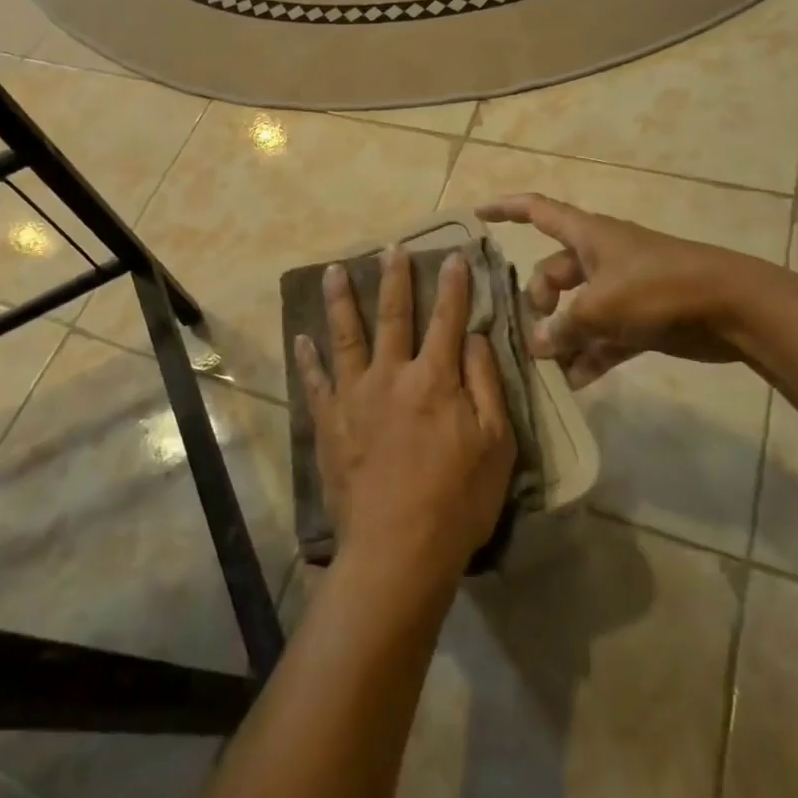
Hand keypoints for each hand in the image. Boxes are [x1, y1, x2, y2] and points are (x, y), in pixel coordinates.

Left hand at [294, 246, 515, 582]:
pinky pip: (315, 382)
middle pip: (392, 316)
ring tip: (334, 270)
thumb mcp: (496, 443)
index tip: (453, 255)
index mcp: (434, 379)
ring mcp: (354, 396)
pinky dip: (307, 358)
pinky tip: (301, 337)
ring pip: (346, 337)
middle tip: (391, 248)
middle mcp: (390, 375)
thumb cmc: (458, 499)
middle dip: (394, 278)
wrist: (397, 549)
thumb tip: (474, 335)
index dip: (453, 286)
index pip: (446, 319)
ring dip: (341, 301)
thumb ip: (485, 383)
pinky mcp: (330, 422)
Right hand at [478, 192, 747, 386]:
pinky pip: (603, 337)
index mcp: (587, 235)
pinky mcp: (641, 319)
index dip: (505, 210)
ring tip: (545, 368)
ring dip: (562, 337)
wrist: (732, 308)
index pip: (537, 211)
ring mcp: (622, 289)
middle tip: (532, 334)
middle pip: (553, 272)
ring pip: (578, 310)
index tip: (477, 217)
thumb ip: (564, 327)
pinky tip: (574, 384)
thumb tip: (538, 344)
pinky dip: (589, 356)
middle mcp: (600, 257)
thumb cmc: (659, 288)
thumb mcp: (601, 306)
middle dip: (538, 301)